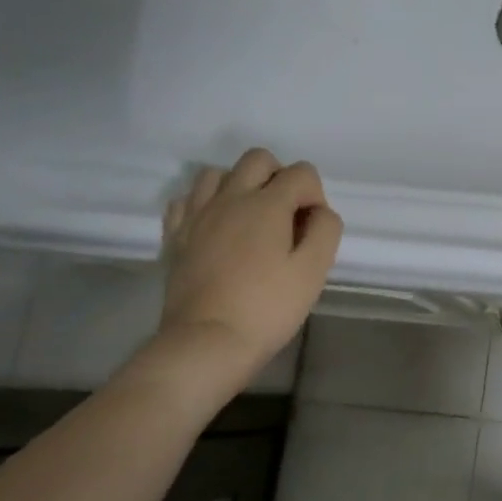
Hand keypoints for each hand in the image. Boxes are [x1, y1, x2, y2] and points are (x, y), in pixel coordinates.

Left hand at [154, 149, 342, 386]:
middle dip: (280, 177)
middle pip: (258, 159)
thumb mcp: (314, 271)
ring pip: (218, 172)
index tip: (313, 230)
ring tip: (251, 219)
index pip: (301, 172)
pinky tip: (218, 227)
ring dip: (240, 185)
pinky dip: (207, 203)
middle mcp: (230, 197)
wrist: (207, 341)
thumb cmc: (268, 307)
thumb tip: (319, 212)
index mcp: (267, 204)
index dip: (316, 196)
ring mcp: (197, 214)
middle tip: (286, 217)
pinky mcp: (176, 234)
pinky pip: (188, 198)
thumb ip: (325, 231)